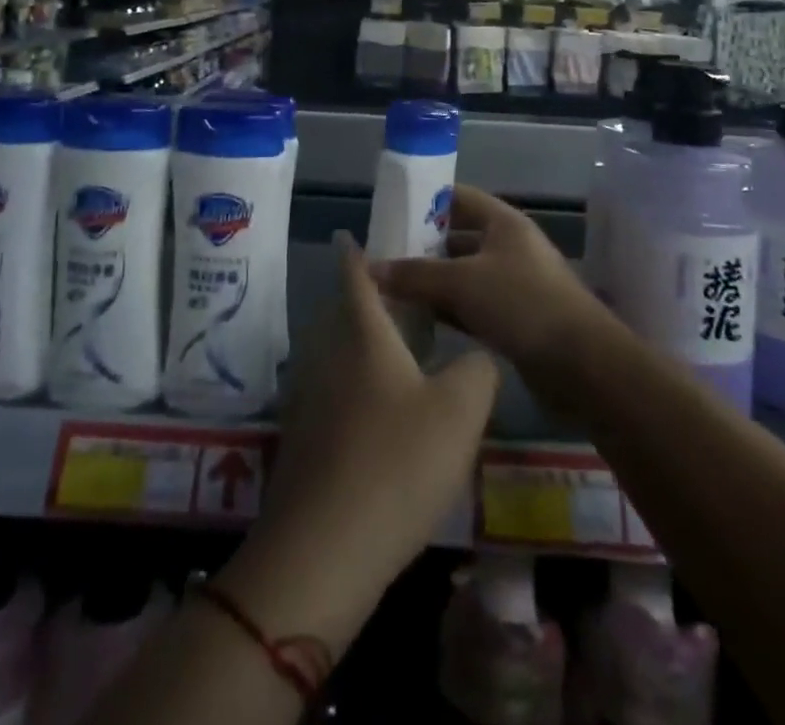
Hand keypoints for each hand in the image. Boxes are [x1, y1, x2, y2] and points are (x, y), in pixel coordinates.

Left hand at [217, 232, 498, 654]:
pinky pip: (336, 396)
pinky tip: (386, 421)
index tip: (351, 233)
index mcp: (363, 334)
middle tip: (407, 303)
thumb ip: (479, 368)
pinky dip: (358, 392)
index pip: (355, 275)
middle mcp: (329, 356)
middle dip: (369, 304)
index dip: (355, 252)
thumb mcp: (460, 410)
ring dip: (366, 350)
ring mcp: (310, 400)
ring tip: (405, 359)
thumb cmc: (396, 462)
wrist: (322, 550)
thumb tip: (480, 354)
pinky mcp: (305, 442)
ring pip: (340, 358)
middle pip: (345, 316)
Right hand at [369, 185, 606, 378]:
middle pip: (458, 238)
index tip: (391, 213)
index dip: (426, 201)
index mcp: (504, 223)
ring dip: (432, 283)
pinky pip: (472, 306)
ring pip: (463, 276)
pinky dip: (447, 310)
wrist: (583, 364)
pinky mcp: (515, 319)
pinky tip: (417, 321)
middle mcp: (509, 247)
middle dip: (422, 247)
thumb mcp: (462, 282)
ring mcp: (514, 284)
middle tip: (383, 258)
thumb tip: (369, 269)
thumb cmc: (523, 304)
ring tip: (391, 290)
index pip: (458, 198)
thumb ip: (414, 275)